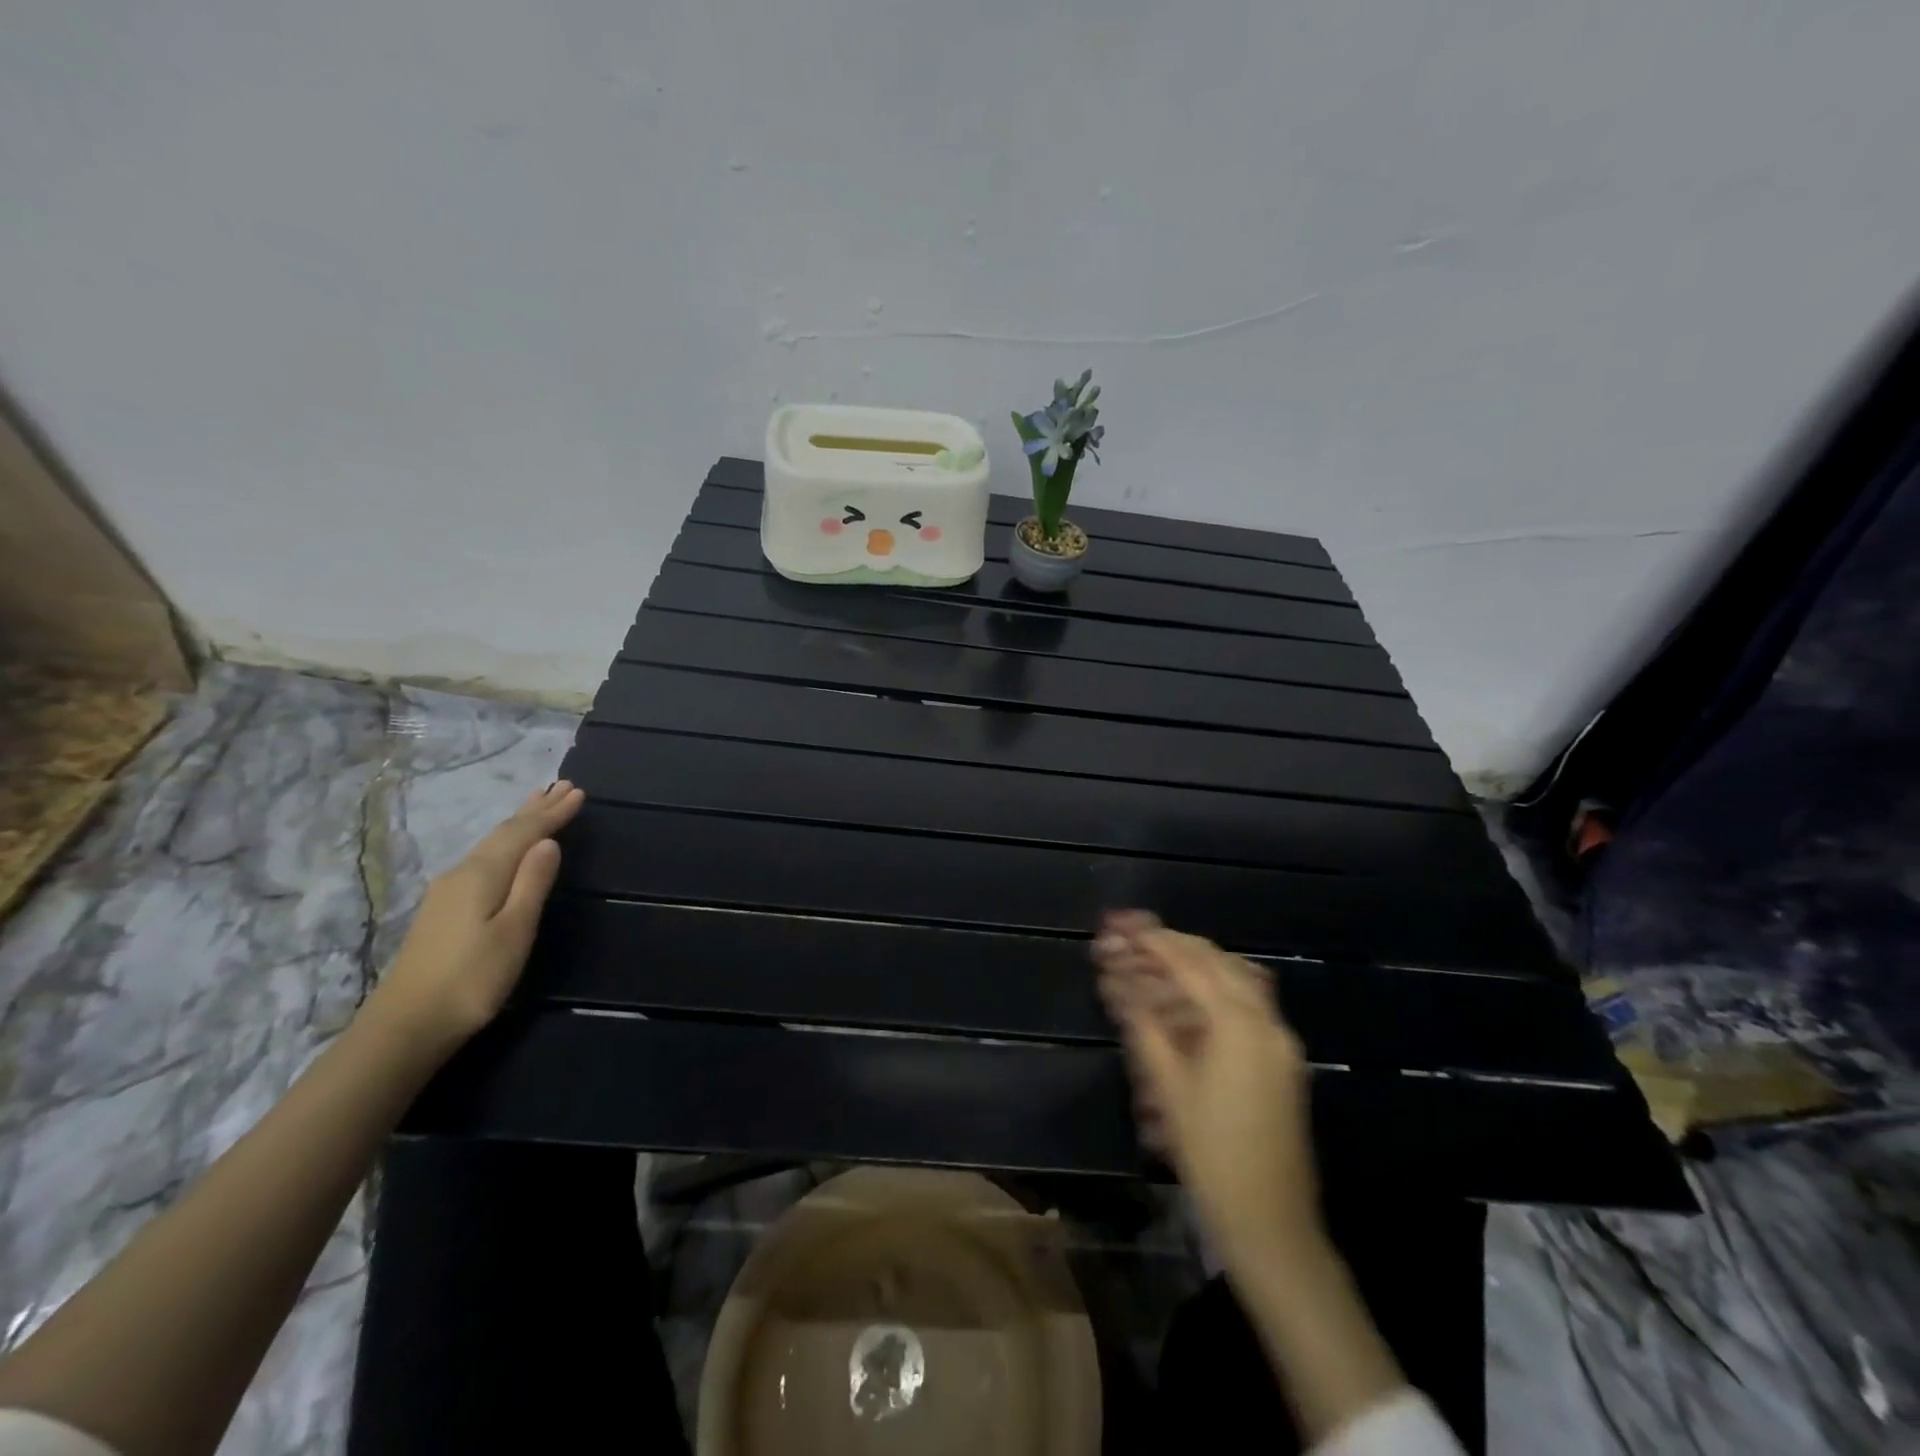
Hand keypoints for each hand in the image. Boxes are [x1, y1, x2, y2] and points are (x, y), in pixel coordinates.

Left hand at [364, 781, 585, 1056]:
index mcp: (483, 874)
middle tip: (562, 786)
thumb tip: (549, 842)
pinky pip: (484, 859)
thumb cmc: (472, 978)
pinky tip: (507, 848)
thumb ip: (533, 883)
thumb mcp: (514, 930)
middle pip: (504, 833)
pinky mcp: (443, 910)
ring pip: (491, 844)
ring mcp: (448, 892)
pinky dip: (505, 843)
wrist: (406, 1026)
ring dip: (519, 823)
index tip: (579, 792)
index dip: (553, 813)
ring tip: (537, 803)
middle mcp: (462, 873)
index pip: (524, 833)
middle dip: (536, 809)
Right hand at [1092, 911, 1322, 1264]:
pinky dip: (1217, 989)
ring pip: (1237, 979)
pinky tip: (1189, 998)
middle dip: (1175, 945)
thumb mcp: (1168, 1086)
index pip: (1190, 964)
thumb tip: (1118, 978)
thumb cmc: (1211, 1155)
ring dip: (1197, 964)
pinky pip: (1249, 1004)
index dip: (1154, 941)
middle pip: (1217, 962)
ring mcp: (1281, 1041)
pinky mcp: (1283, 1060)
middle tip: (1136, 937)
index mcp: (1238, 1024)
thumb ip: (1144, 1023)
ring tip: (1158, 960)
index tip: (1123, 925)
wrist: (1271, 1225)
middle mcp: (1266, 1021)